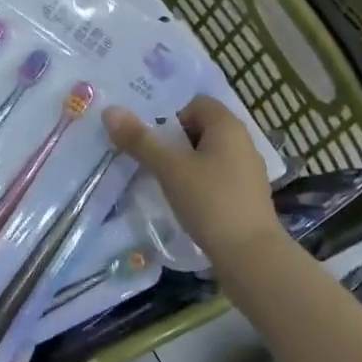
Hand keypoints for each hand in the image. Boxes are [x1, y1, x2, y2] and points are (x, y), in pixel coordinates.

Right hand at [104, 96, 279, 260]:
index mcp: (228, 126)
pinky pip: (218, 177)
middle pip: (201, 129)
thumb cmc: (210, 202)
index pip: (196, 104)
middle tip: (155, 162)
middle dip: (175, 142)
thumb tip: (110, 111)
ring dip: (187, 165)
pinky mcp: (248, 197)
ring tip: (167, 184)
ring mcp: (248, 170)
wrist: (252, 257)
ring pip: (209, 155)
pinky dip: (201, 184)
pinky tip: (188, 204)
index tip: (155, 141)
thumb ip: (140, 140)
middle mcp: (243, 141)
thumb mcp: (170, 169)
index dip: (172, 117)